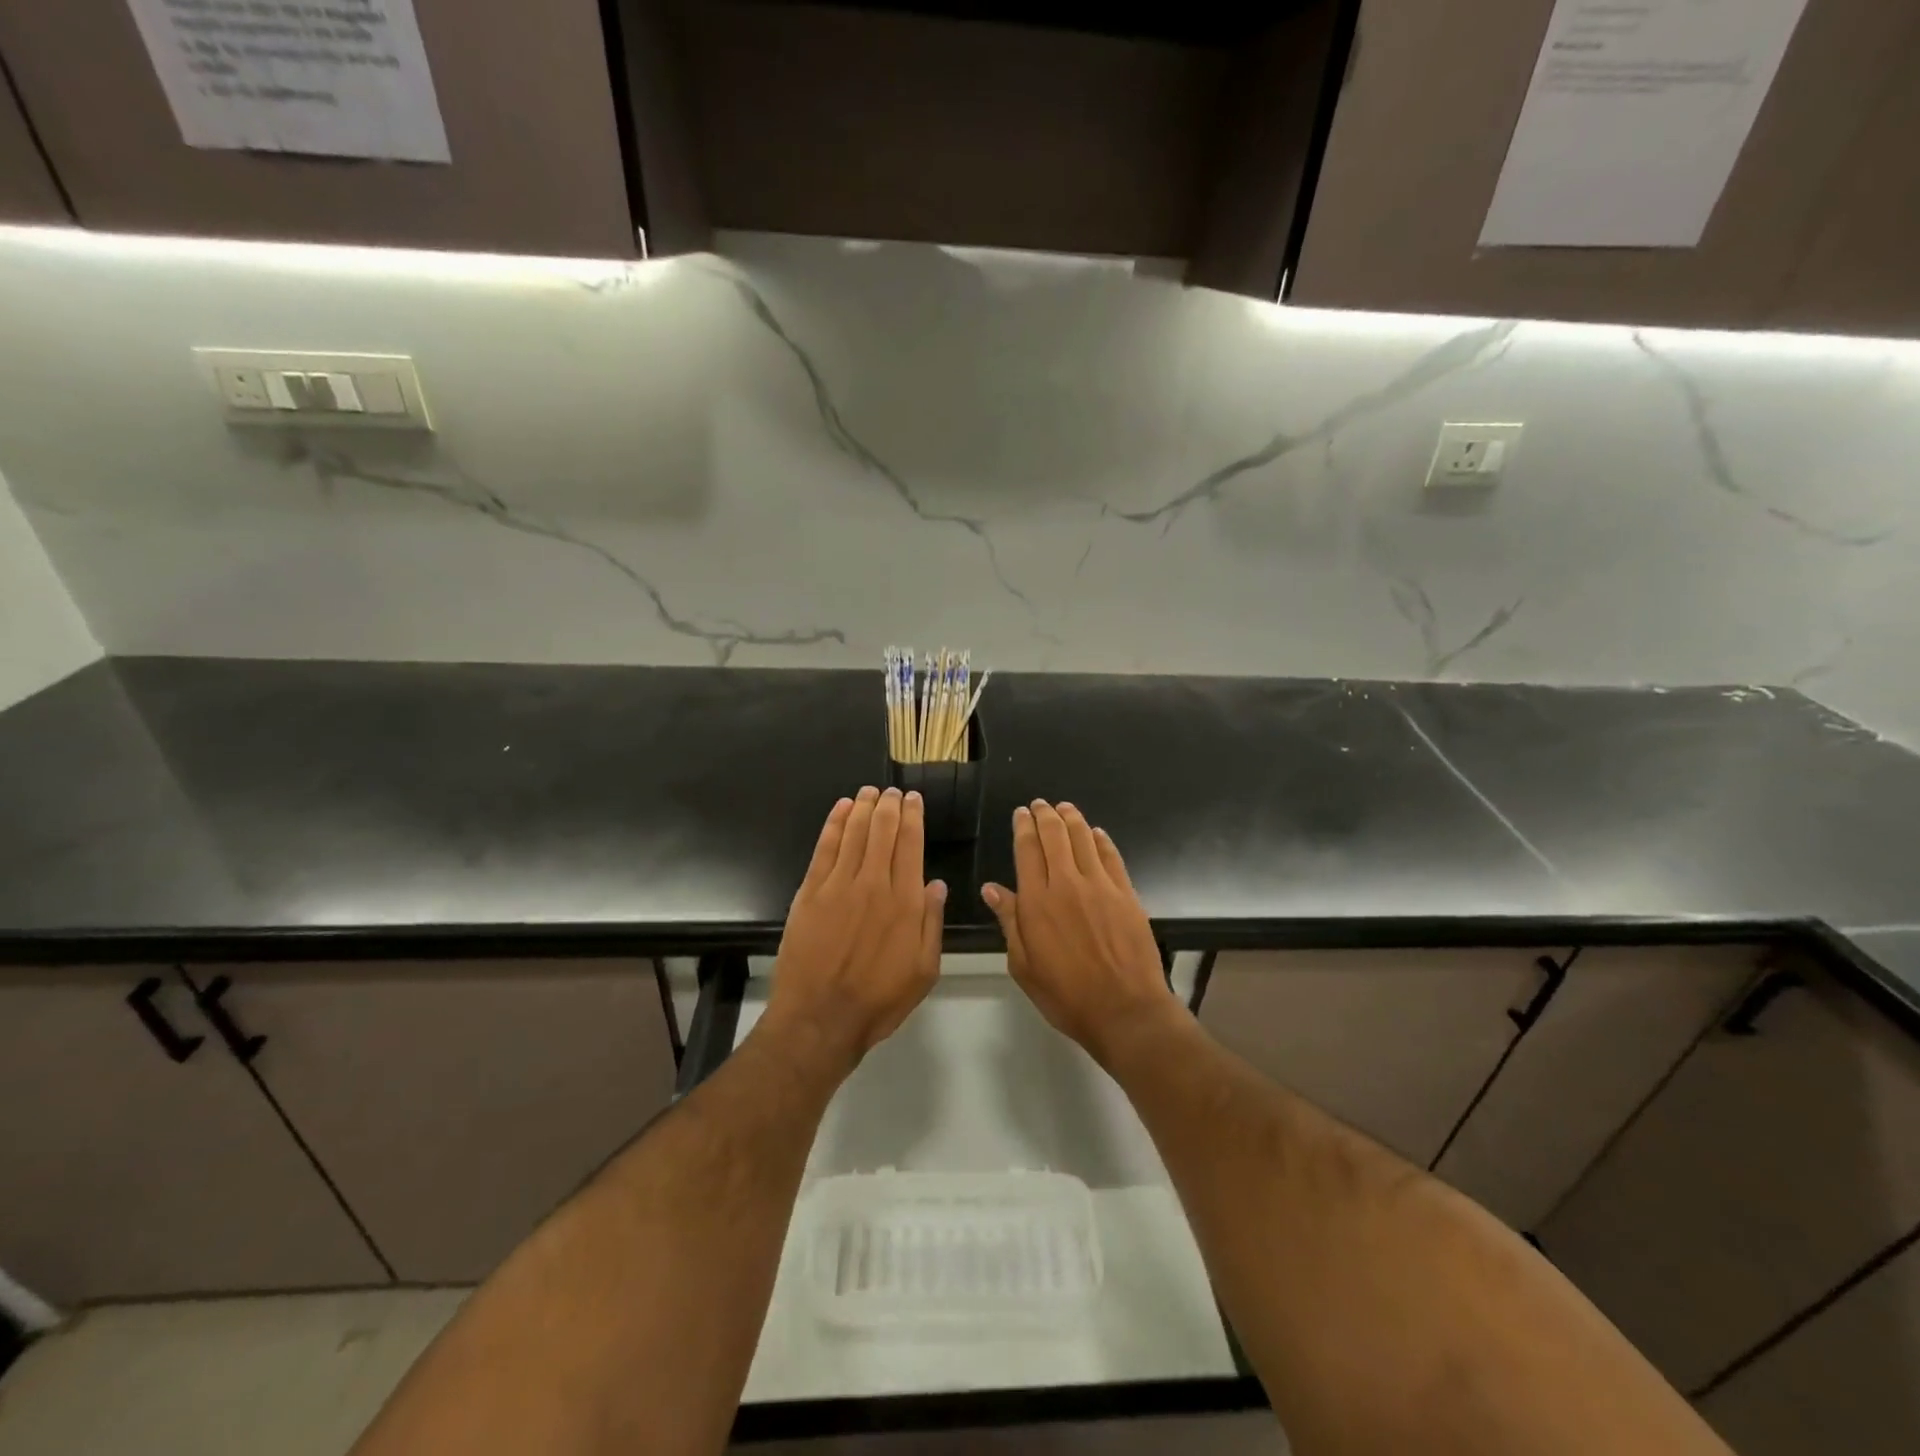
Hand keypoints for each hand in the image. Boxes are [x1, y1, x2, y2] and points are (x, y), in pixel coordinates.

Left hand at [767, 786, 945, 1070]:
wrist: (820, 1018)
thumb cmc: (878, 1000)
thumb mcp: (924, 970)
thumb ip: (932, 923)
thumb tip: (936, 884)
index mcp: (905, 902)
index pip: (911, 845)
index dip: (913, 817)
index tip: (914, 799)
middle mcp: (873, 884)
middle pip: (883, 831)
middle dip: (889, 806)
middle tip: (892, 791)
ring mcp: (839, 885)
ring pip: (854, 833)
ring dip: (864, 807)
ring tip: (870, 792)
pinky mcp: (811, 892)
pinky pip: (825, 848)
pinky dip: (834, 824)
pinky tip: (842, 809)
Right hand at [982, 801, 1175, 1063]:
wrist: (1125, 1009)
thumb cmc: (1066, 995)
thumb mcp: (1024, 965)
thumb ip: (1009, 921)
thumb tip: (992, 888)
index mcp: (1037, 902)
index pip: (1027, 850)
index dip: (1023, 827)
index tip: (1021, 814)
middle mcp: (1067, 884)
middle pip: (1055, 836)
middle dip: (1045, 815)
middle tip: (1040, 804)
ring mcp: (1100, 886)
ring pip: (1083, 839)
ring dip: (1072, 819)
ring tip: (1064, 808)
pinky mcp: (1126, 893)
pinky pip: (1111, 856)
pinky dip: (1101, 840)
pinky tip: (1096, 833)